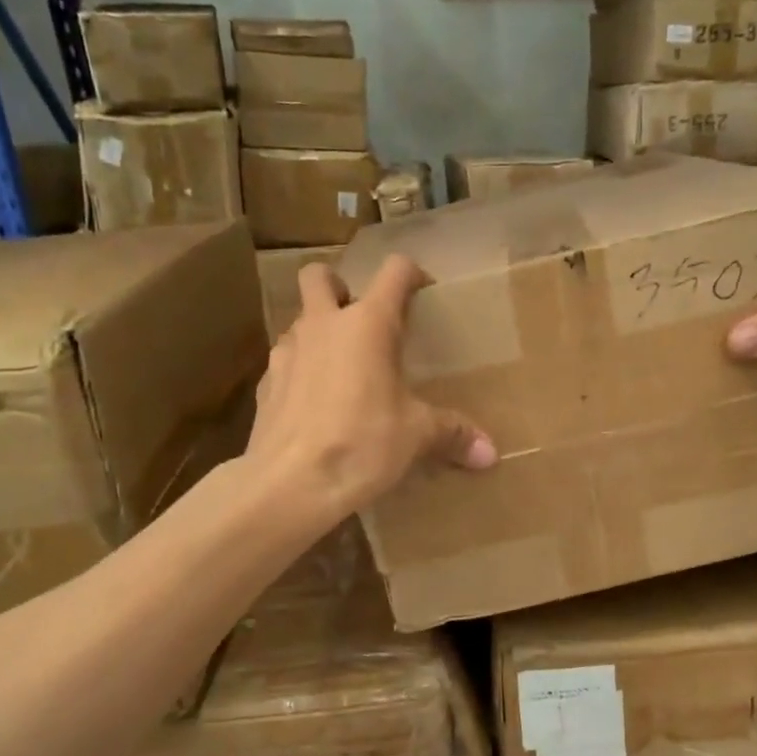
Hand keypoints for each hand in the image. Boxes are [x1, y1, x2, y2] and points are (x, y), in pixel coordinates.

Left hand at [248, 254, 495, 517]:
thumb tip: (491, 454)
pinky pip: (285, 363)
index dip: (412, 274)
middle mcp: (322, 325)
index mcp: (367, 324)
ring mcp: (287, 352)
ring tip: (343, 369)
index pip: (394, 272)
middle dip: (339, 286)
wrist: (289, 484)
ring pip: (299, 321)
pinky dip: (302, 372)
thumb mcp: (416, 437)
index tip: (424, 293)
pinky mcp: (265, 385)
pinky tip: (317, 405)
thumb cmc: (362, 444)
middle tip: (362, 320)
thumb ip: (453, 434)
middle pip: (320, 276)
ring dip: (320, 333)